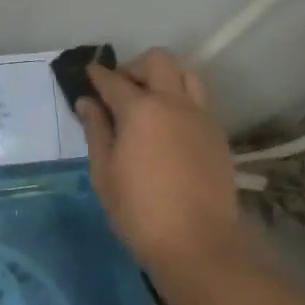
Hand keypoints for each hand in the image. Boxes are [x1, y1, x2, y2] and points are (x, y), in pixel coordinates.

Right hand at [78, 49, 242, 274]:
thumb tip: (87, 102)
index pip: (113, 79)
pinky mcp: (217, 133)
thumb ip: (96, 130)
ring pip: (185, 72)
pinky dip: (181, 99)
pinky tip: (169, 125)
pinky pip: (198, 99)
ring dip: (164, 76)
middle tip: (120, 89)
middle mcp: (173, 102)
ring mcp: (200, 115)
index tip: (88, 74)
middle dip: (134, 66)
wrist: (199, 244)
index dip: (97, 74)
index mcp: (140, 109)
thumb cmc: (140, 212)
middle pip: (157, 60)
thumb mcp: (104, 173)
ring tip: (150, 100)